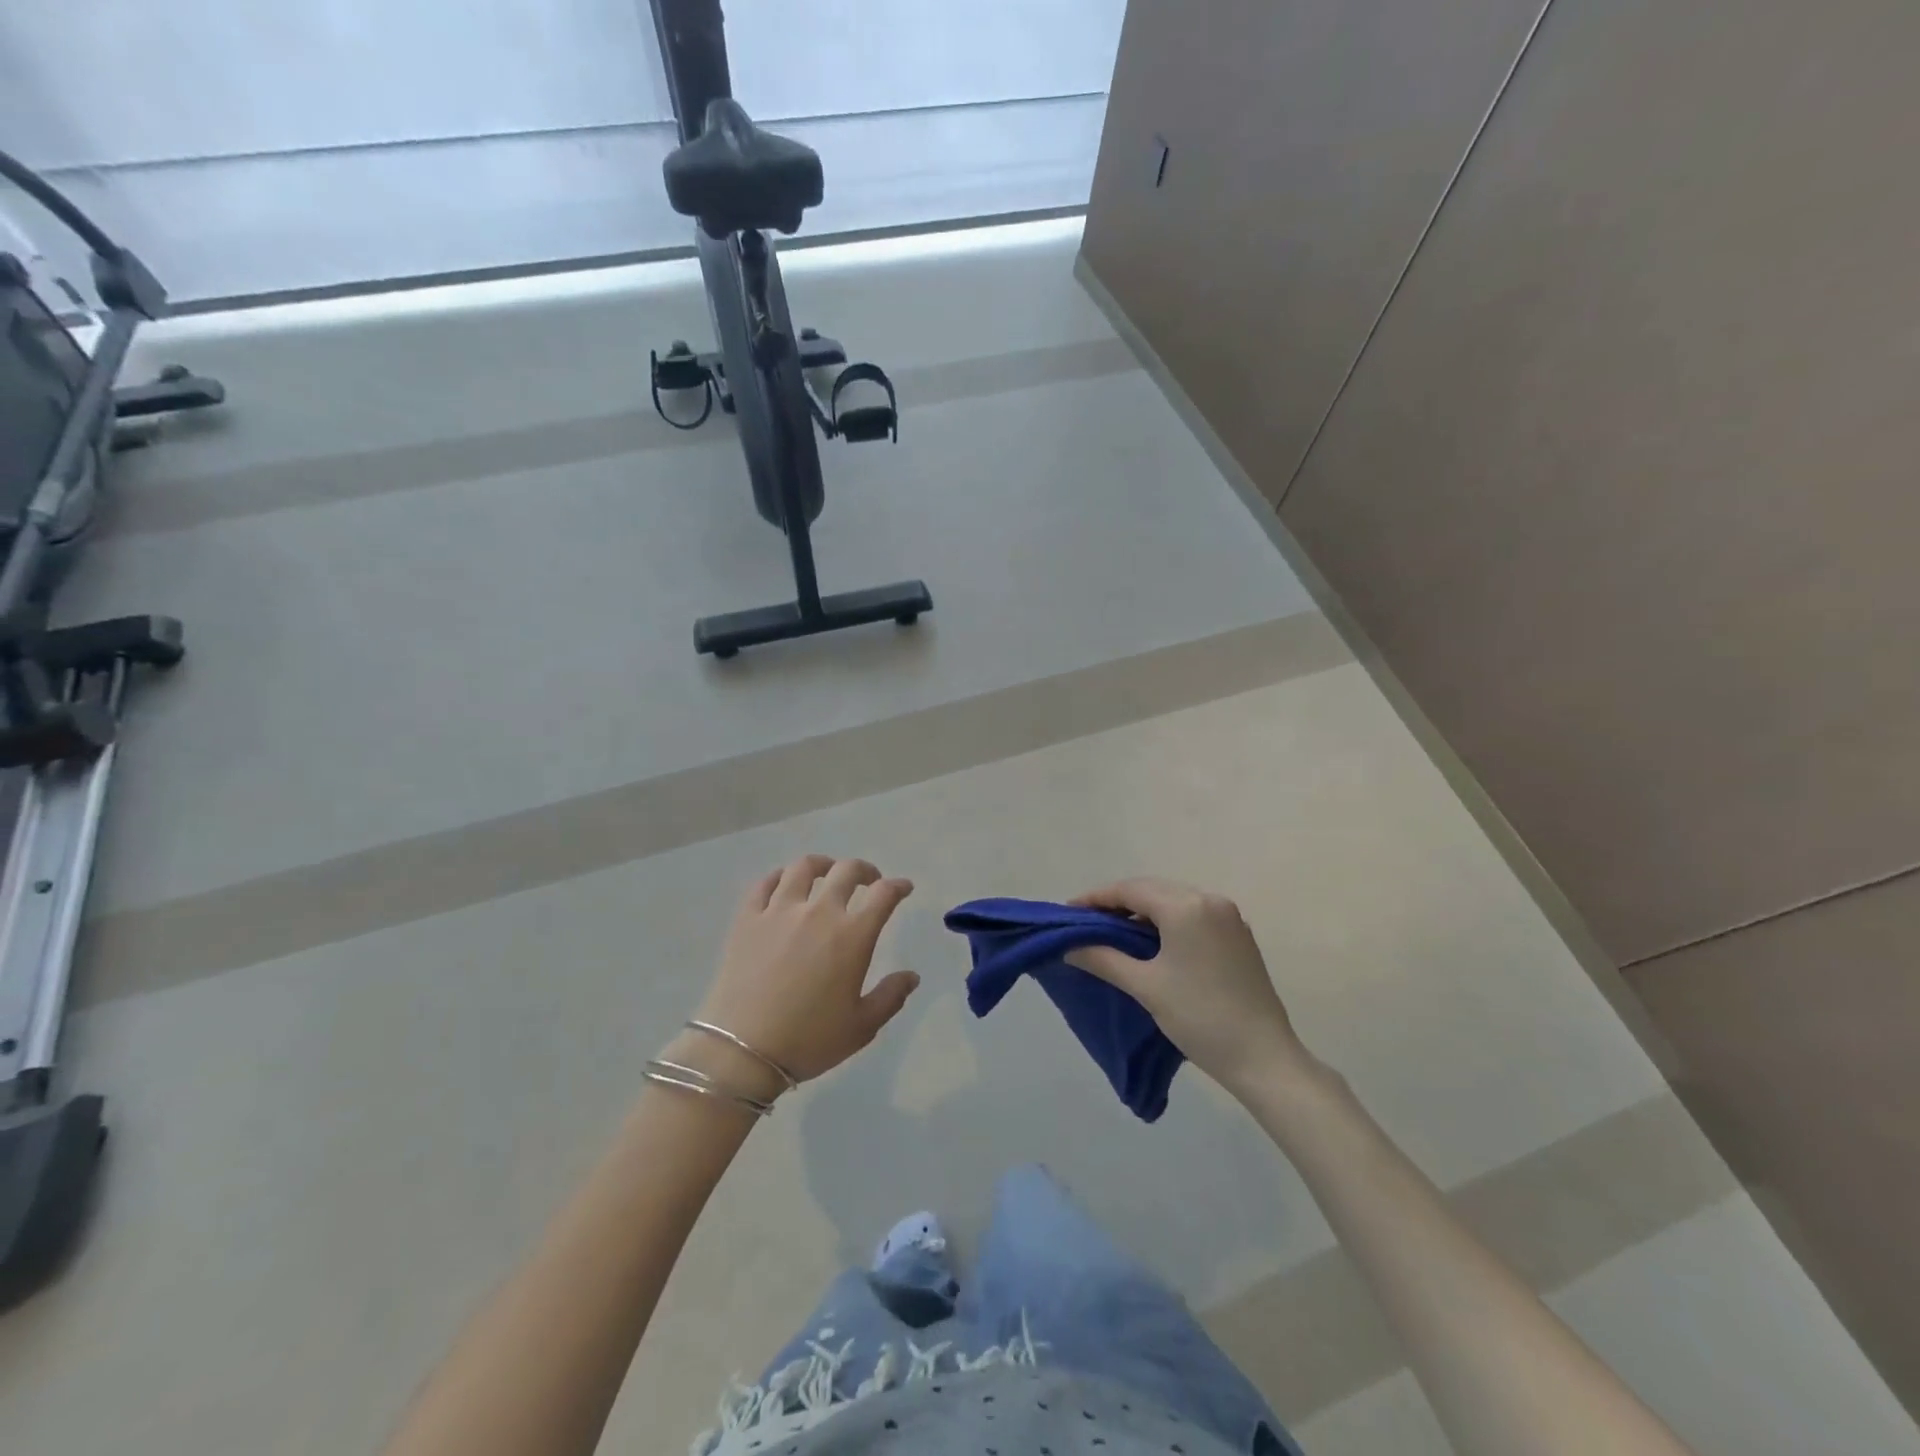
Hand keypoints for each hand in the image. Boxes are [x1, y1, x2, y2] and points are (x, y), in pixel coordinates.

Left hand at [669, 856, 919, 1104]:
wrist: (742, 1051)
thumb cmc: (809, 1040)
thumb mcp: (862, 1027)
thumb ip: (890, 996)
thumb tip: (912, 976)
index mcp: (852, 936)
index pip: (883, 894)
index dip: (898, 886)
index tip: (903, 888)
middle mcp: (819, 912)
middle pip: (846, 871)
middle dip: (864, 870)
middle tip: (868, 880)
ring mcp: (780, 910)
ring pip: (804, 867)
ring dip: (823, 864)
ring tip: (826, 873)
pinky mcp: (748, 918)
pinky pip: (765, 883)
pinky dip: (780, 876)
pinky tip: (784, 883)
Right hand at [1066, 878, 1309, 1093]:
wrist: (1264, 1058)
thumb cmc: (1199, 1017)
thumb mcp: (1145, 986)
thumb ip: (1103, 959)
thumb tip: (1070, 947)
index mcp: (1186, 906)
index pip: (1130, 890)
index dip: (1095, 898)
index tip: (1068, 912)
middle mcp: (1209, 901)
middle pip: (1151, 890)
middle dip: (1117, 903)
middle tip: (1086, 922)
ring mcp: (1228, 917)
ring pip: (1173, 901)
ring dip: (1142, 912)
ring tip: (1112, 933)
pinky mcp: (1238, 936)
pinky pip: (1192, 915)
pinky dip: (1166, 922)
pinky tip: (1150, 943)